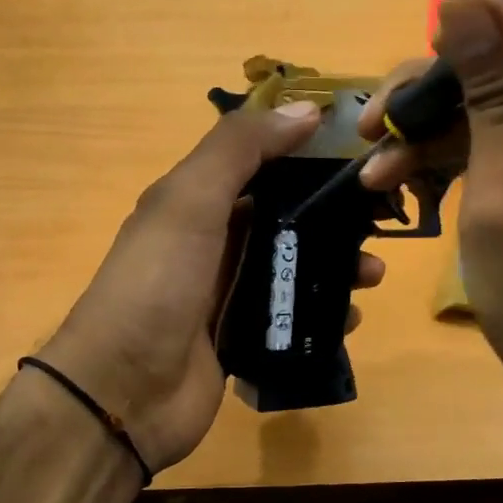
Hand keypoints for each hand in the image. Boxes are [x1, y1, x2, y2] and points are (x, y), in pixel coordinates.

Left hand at [40, 103, 385, 474]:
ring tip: (370, 276)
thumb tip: (305, 109)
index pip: (260, 164)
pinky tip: (348, 319)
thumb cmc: (156, 284)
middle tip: (379, 223)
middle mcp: (214, 243)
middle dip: (333, 217)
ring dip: (336, 267)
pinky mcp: (244, 339)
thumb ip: (240, 148)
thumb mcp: (189, 200)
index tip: (358, 153)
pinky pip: (293, 317)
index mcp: (196, 202)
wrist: (122, 393)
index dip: (307, 154)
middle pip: (286, 217)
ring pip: (295, 268)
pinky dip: (324, 314)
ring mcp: (229, 294)